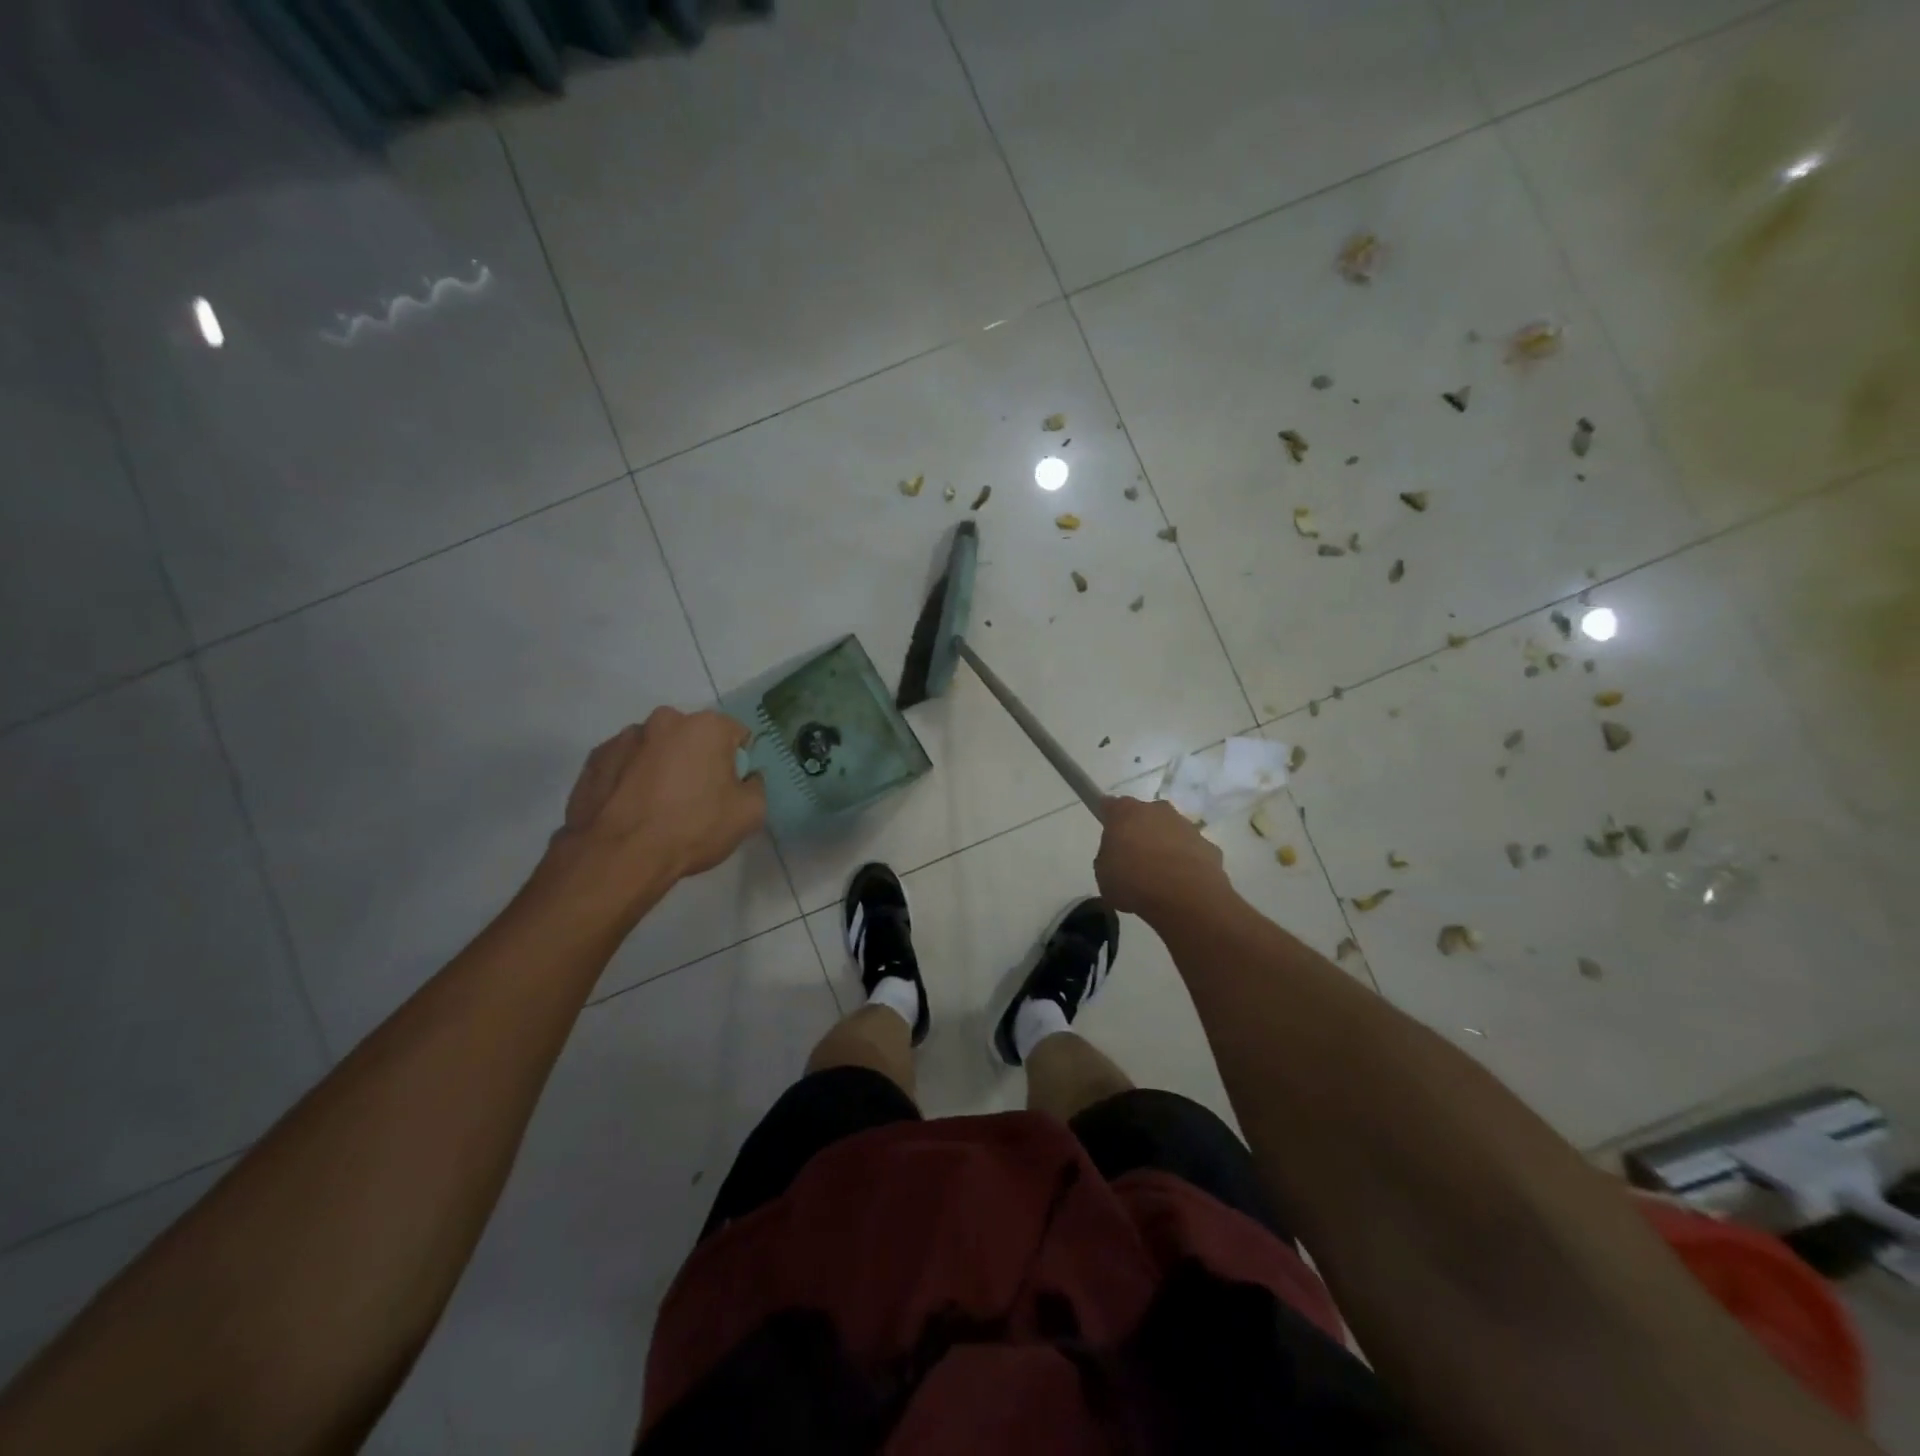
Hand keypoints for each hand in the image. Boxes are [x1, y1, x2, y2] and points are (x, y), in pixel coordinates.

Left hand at [554, 708, 766, 888]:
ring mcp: (625, 737)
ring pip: (657, 749)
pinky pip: (626, 763)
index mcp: (706, 726)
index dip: (738, 763)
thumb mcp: (750, 814)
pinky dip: (632, 778)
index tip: (731, 789)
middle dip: (698, 760)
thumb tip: (745, 778)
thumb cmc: (692, 828)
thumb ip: (756, 786)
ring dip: (663, 767)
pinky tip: (632, 809)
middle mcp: (665, 720)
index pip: (737, 735)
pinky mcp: (595, 758)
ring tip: (658, 807)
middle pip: (694, 737)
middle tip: (695, 798)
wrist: (619, 856)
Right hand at [1094, 795, 1231, 923]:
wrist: (1185, 897)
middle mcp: (1157, 810)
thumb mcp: (1103, 874)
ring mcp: (1186, 826)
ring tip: (1159, 877)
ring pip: (1170, 832)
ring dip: (1164, 847)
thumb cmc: (1133, 882)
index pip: (1111, 805)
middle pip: (1144, 816)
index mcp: (1125, 812)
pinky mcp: (1209, 845)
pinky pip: (1191, 851)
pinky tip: (1181, 885)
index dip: (1108, 818)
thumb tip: (1118, 858)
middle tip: (1133, 859)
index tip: (1108, 834)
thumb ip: (1108, 859)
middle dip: (1140, 832)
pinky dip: (1186, 863)